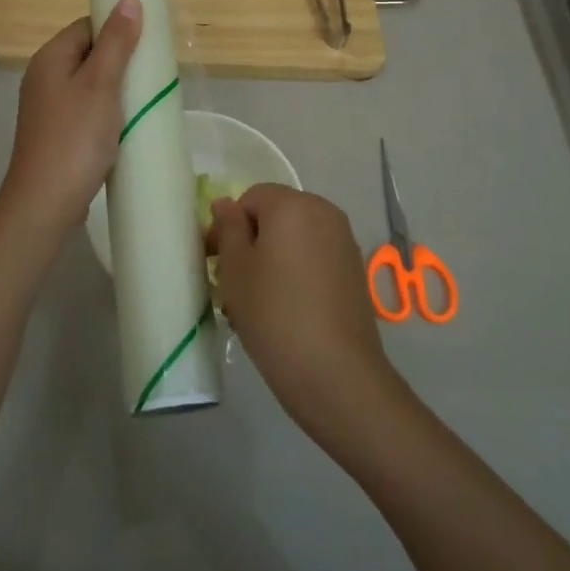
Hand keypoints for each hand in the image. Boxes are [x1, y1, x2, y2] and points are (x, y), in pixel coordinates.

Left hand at [0, 0, 142, 232]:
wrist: (46, 202)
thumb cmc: (75, 138)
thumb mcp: (101, 84)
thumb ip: (116, 42)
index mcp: (50, 58)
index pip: (87, 26)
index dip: (116, 29)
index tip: (149, 42)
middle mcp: (44, 78)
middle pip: (88, 54)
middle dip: (121, 60)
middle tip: (153, 73)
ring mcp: (48, 109)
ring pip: (90, 85)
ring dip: (117, 89)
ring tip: (146, 99)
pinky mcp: (57, 134)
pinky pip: (87, 110)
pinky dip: (108, 112)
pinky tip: (127, 125)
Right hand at [207, 185, 401, 440]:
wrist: (335, 373)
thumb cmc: (274, 314)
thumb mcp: (235, 270)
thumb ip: (228, 229)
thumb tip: (225, 204)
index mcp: (293, 205)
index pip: (251, 197)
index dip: (229, 225)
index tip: (215, 260)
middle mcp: (324, 213)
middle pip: (276, 216)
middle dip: (252, 241)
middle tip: (233, 282)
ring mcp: (344, 242)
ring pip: (295, 239)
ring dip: (273, 259)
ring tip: (257, 302)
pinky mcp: (354, 271)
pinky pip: (315, 258)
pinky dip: (296, 272)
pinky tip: (285, 310)